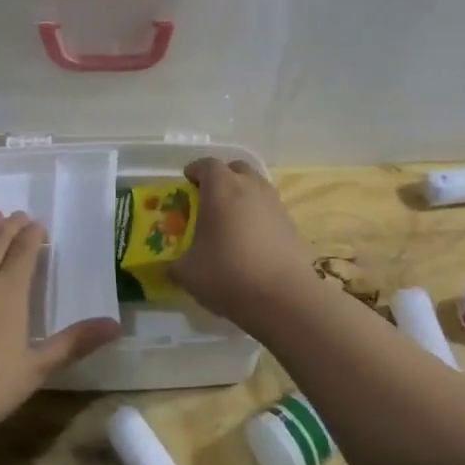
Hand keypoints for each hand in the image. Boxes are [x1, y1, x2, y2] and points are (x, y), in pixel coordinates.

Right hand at [171, 158, 316, 324]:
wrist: (285, 299)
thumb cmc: (229, 275)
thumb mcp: (188, 273)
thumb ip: (175, 264)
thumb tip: (171, 267)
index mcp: (222, 189)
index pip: (207, 165)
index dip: (195, 171)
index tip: (187, 183)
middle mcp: (251, 188)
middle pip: (236, 169)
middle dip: (222, 178)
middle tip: (209, 199)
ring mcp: (276, 205)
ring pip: (256, 188)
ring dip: (242, 196)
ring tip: (230, 221)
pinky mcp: (292, 225)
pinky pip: (269, 210)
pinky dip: (258, 217)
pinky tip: (250, 242)